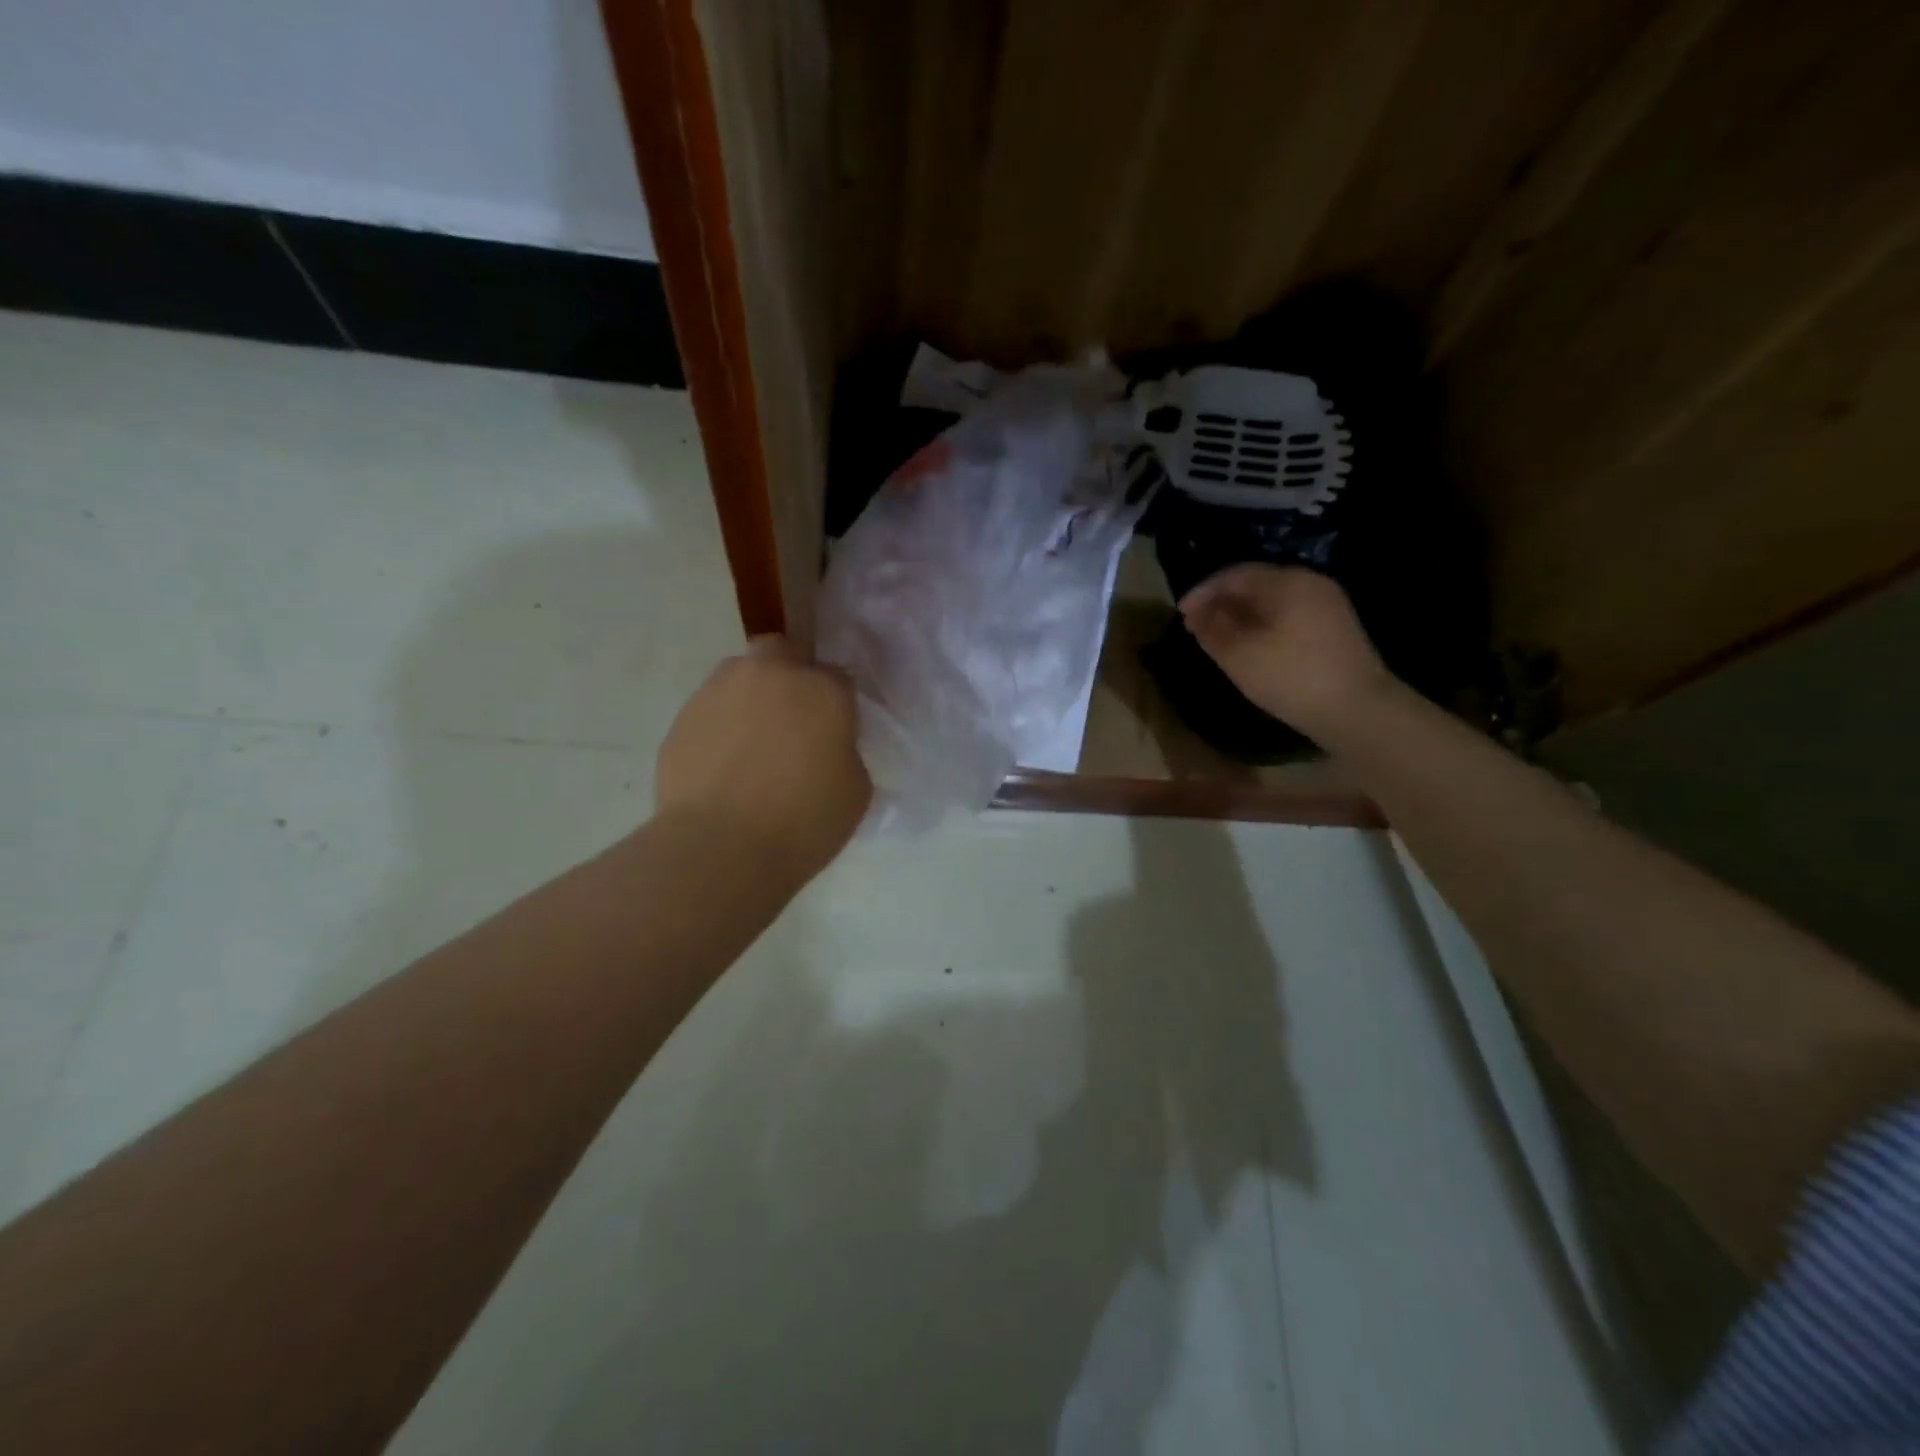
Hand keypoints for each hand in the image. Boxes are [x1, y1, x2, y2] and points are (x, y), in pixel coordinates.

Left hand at [655, 637, 870, 879]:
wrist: (719, 849)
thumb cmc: (802, 823)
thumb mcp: (855, 791)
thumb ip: (845, 752)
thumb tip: (826, 747)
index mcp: (822, 689)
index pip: (838, 678)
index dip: (837, 705)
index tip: (834, 734)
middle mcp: (770, 674)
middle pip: (783, 653)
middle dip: (790, 675)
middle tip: (791, 722)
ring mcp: (719, 691)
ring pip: (740, 676)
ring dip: (751, 698)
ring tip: (751, 746)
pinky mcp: (682, 717)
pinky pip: (710, 711)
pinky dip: (719, 727)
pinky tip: (722, 767)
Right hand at [1179, 564, 1396, 744]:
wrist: (1357, 710)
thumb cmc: (1291, 677)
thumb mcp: (1238, 655)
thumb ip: (1212, 628)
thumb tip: (1197, 613)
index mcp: (1286, 581)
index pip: (1234, 574)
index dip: (1202, 591)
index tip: (1179, 613)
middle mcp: (1310, 583)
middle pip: (1256, 583)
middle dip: (1221, 602)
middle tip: (1195, 625)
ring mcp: (1327, 604)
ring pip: (1272, 600)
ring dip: (1240, 614)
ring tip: (1217, 637)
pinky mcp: (1335, 628)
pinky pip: (1288, 614)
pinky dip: (1261, 624)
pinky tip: (1250, 645)